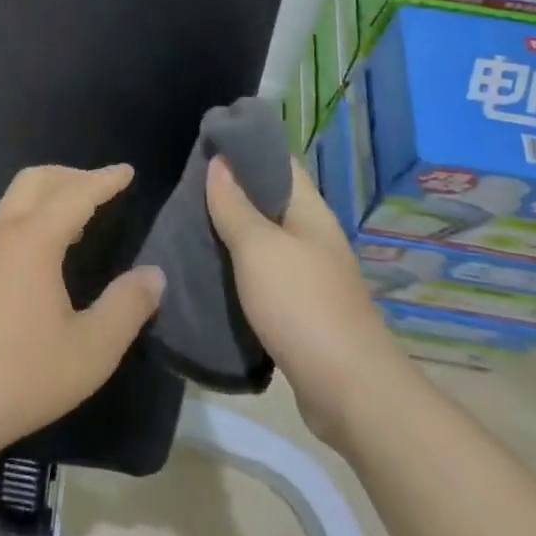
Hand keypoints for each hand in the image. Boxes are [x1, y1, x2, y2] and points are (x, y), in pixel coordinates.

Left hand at [0, 164, 165, 460]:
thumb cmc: (20, 375)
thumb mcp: (90, 351)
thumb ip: (126, 308)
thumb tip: (153, 275)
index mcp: (33, 240)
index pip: (76, 194)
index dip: (104, 180)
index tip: (127, 171)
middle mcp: (2, 234)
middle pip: (36, 180)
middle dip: (71, 175)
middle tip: (102, 187)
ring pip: (14, 200)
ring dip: (48, 195)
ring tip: (78, 218)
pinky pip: (3, 225)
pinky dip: (31, 218)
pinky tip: (43, 255)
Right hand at [206, 156, 386, 441]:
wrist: (350, 393)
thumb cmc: (302, 306)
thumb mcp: (258, 248)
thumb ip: (235, 205)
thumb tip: (219, 162)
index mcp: (310, 212)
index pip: (279, 162)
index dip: (245, 148)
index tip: (206, 143)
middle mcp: (313, 237)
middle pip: (270, 200)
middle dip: (231, 191)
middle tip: (186, 187)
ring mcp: (310, 275)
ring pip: (265, 240)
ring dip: (232, 232)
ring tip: (189, 224)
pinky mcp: (302, 310)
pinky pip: (264, 275)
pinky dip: (239, 268)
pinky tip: (211, 271)